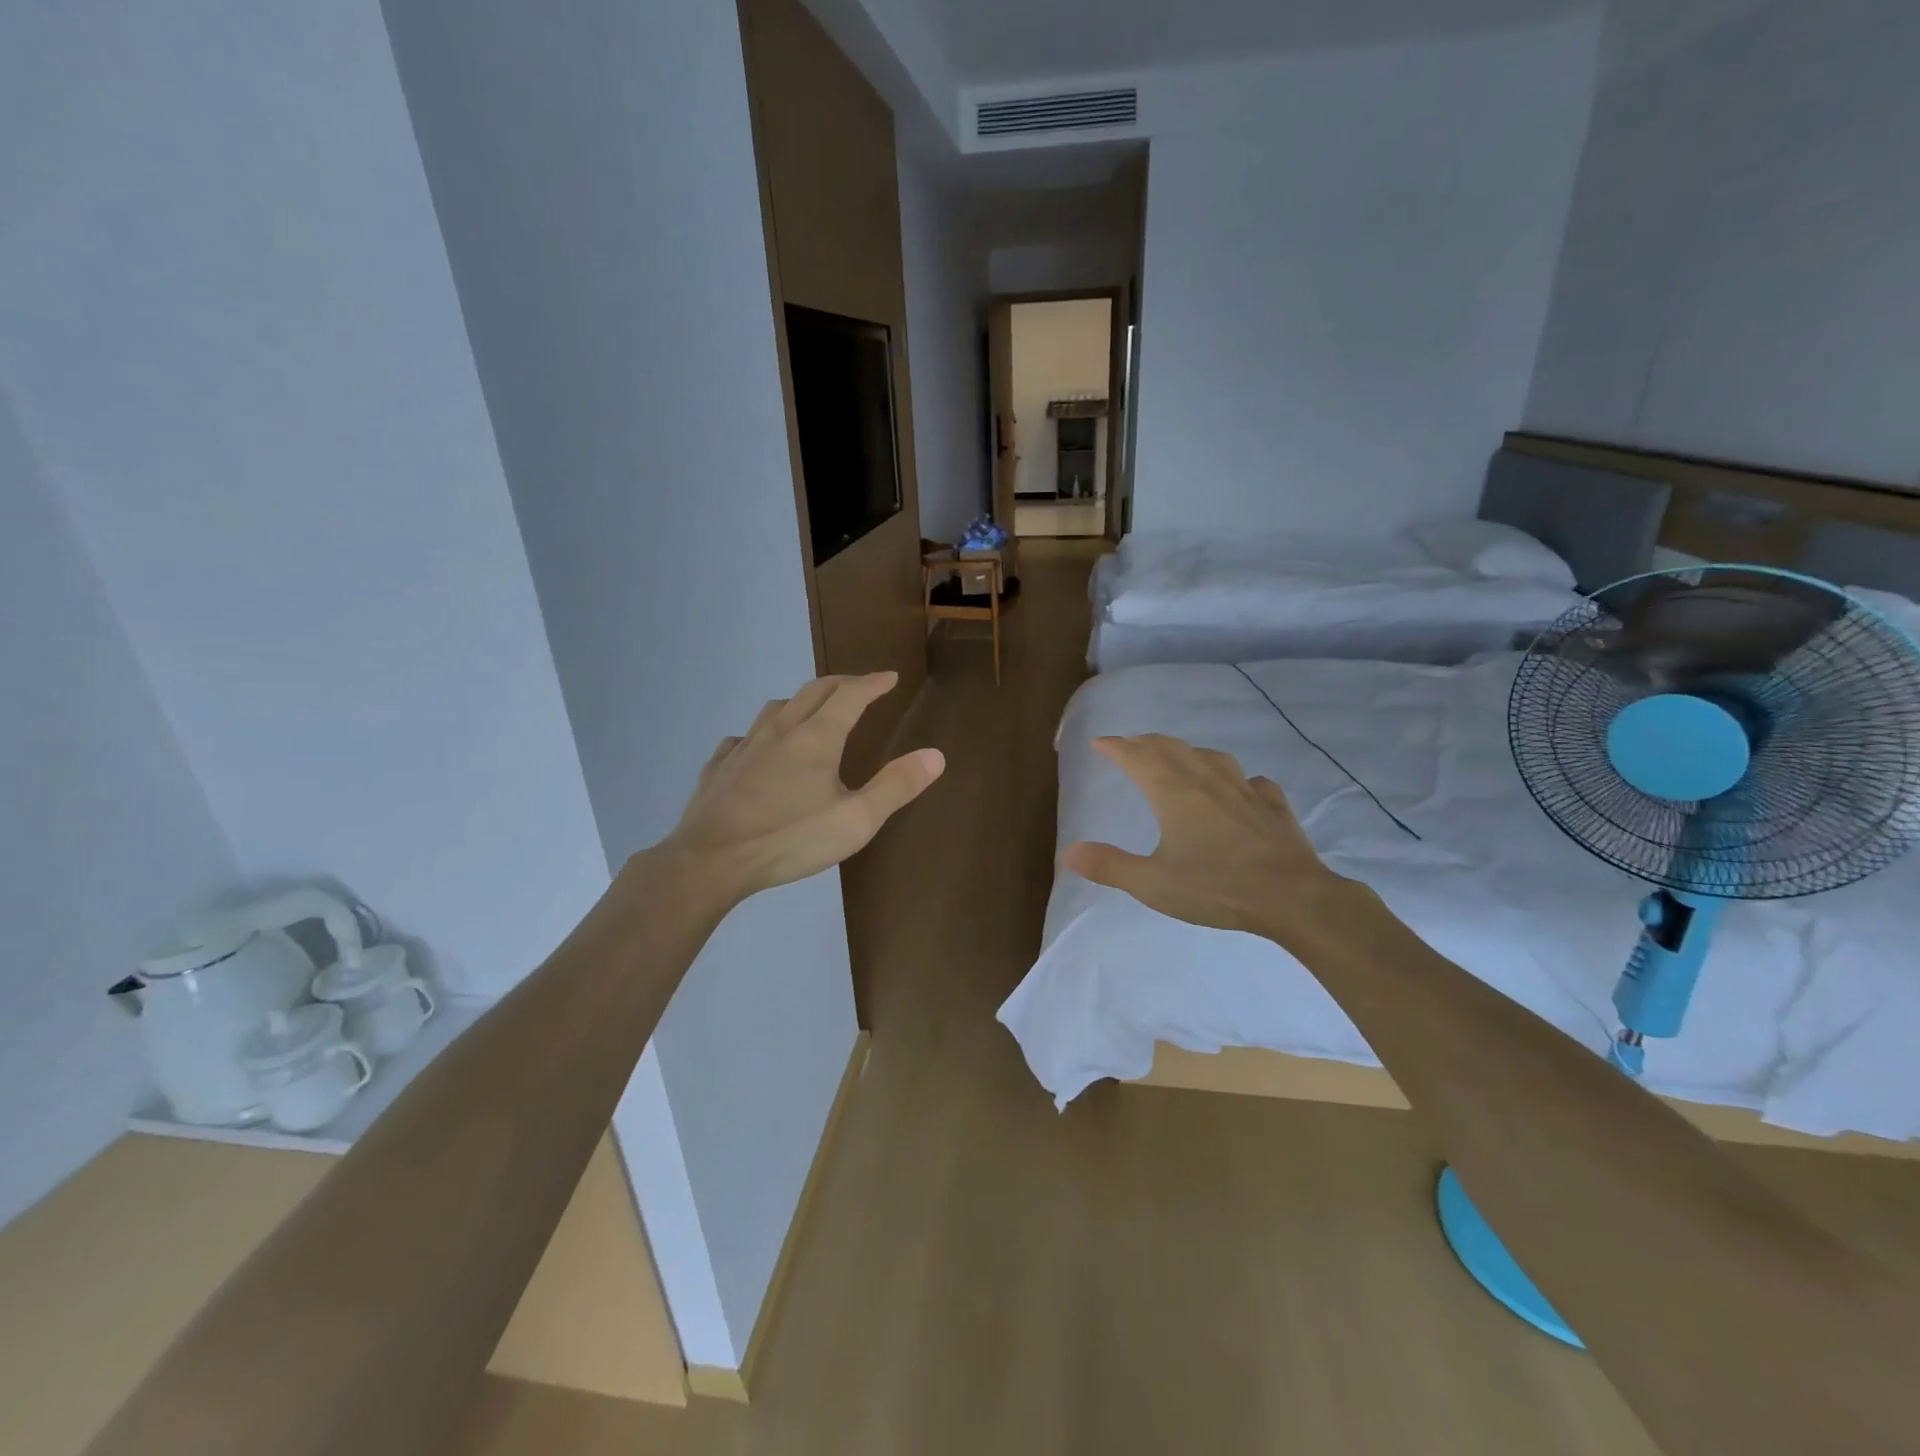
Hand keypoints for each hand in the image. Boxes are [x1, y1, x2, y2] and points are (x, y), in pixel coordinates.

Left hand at [661, 672, 944, 901]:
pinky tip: (759, 749)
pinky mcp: (720, 767)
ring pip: (776, 708)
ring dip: (801, 701)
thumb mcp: (856, 820)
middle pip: (813, 692)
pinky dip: (762, 733)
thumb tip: (936, 754)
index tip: (889, 677)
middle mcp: (780, 730)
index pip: (851, 695)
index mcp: (817, 737)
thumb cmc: (790, 839)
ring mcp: (745, 746)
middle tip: (860, 686)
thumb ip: (896, 786)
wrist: (711, 860)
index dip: (873, 683)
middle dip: (841, 684)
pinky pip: (743, 737)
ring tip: (812, 711)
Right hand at [1063, 734, 1359, 943]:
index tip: (1100, 743)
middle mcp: (1206, 781)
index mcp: (1173, 793)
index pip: (1137, 758)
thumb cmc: (1217, 888)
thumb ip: (1110, 866)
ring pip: (1211, 758)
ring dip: (1188, 753)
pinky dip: (1237, 780)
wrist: (1292, 897)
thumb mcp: (1153, 884)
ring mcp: (1244, 790)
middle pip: (1171, 749)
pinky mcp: (1273, 806)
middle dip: (1146, 743)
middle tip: (1132, 745)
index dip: (1116, 747)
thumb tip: (1069, 852)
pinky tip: (1241, 788)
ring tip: (1180, 758)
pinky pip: (1252, 782)